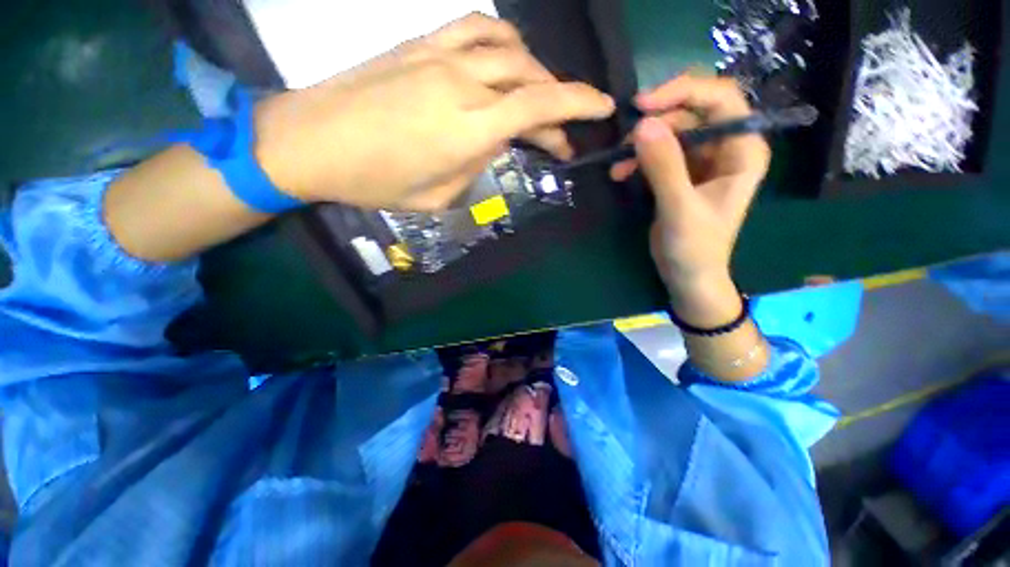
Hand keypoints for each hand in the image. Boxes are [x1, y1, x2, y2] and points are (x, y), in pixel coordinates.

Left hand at [255, 14, 615, 210]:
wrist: (311, 141)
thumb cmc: (374, 181)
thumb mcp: (438, 196)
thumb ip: (474, 167)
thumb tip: (493, 145)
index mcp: (468, 130)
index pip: (539, 108)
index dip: (579, 105)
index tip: (603, 108)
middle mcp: (462, 83)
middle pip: (530, 80)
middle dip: (558, 104)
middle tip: (561, 134)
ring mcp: (439, 55)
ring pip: (509, 47)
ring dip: (535, 70)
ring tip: (539, 97)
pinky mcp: (419, 43)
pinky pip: (475, 27)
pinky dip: (503, 41)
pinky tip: (505, 59)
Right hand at [611, 76, 769, 323]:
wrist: (688, 275)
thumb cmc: (695, 248)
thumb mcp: (680, 208)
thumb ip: (664, 167)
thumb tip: (642, 125)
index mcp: (742, 150)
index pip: (721, 100)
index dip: (684, 93)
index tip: (644, 106)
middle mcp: (726, 147)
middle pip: (693, 113)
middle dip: (657, 123)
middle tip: (626, 141)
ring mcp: (703, 160)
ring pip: (672, 132)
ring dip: (642, 144)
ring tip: (618, 164)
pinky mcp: (682, 174)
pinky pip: (659, 153)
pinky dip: (639, 160)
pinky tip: (621, 173)